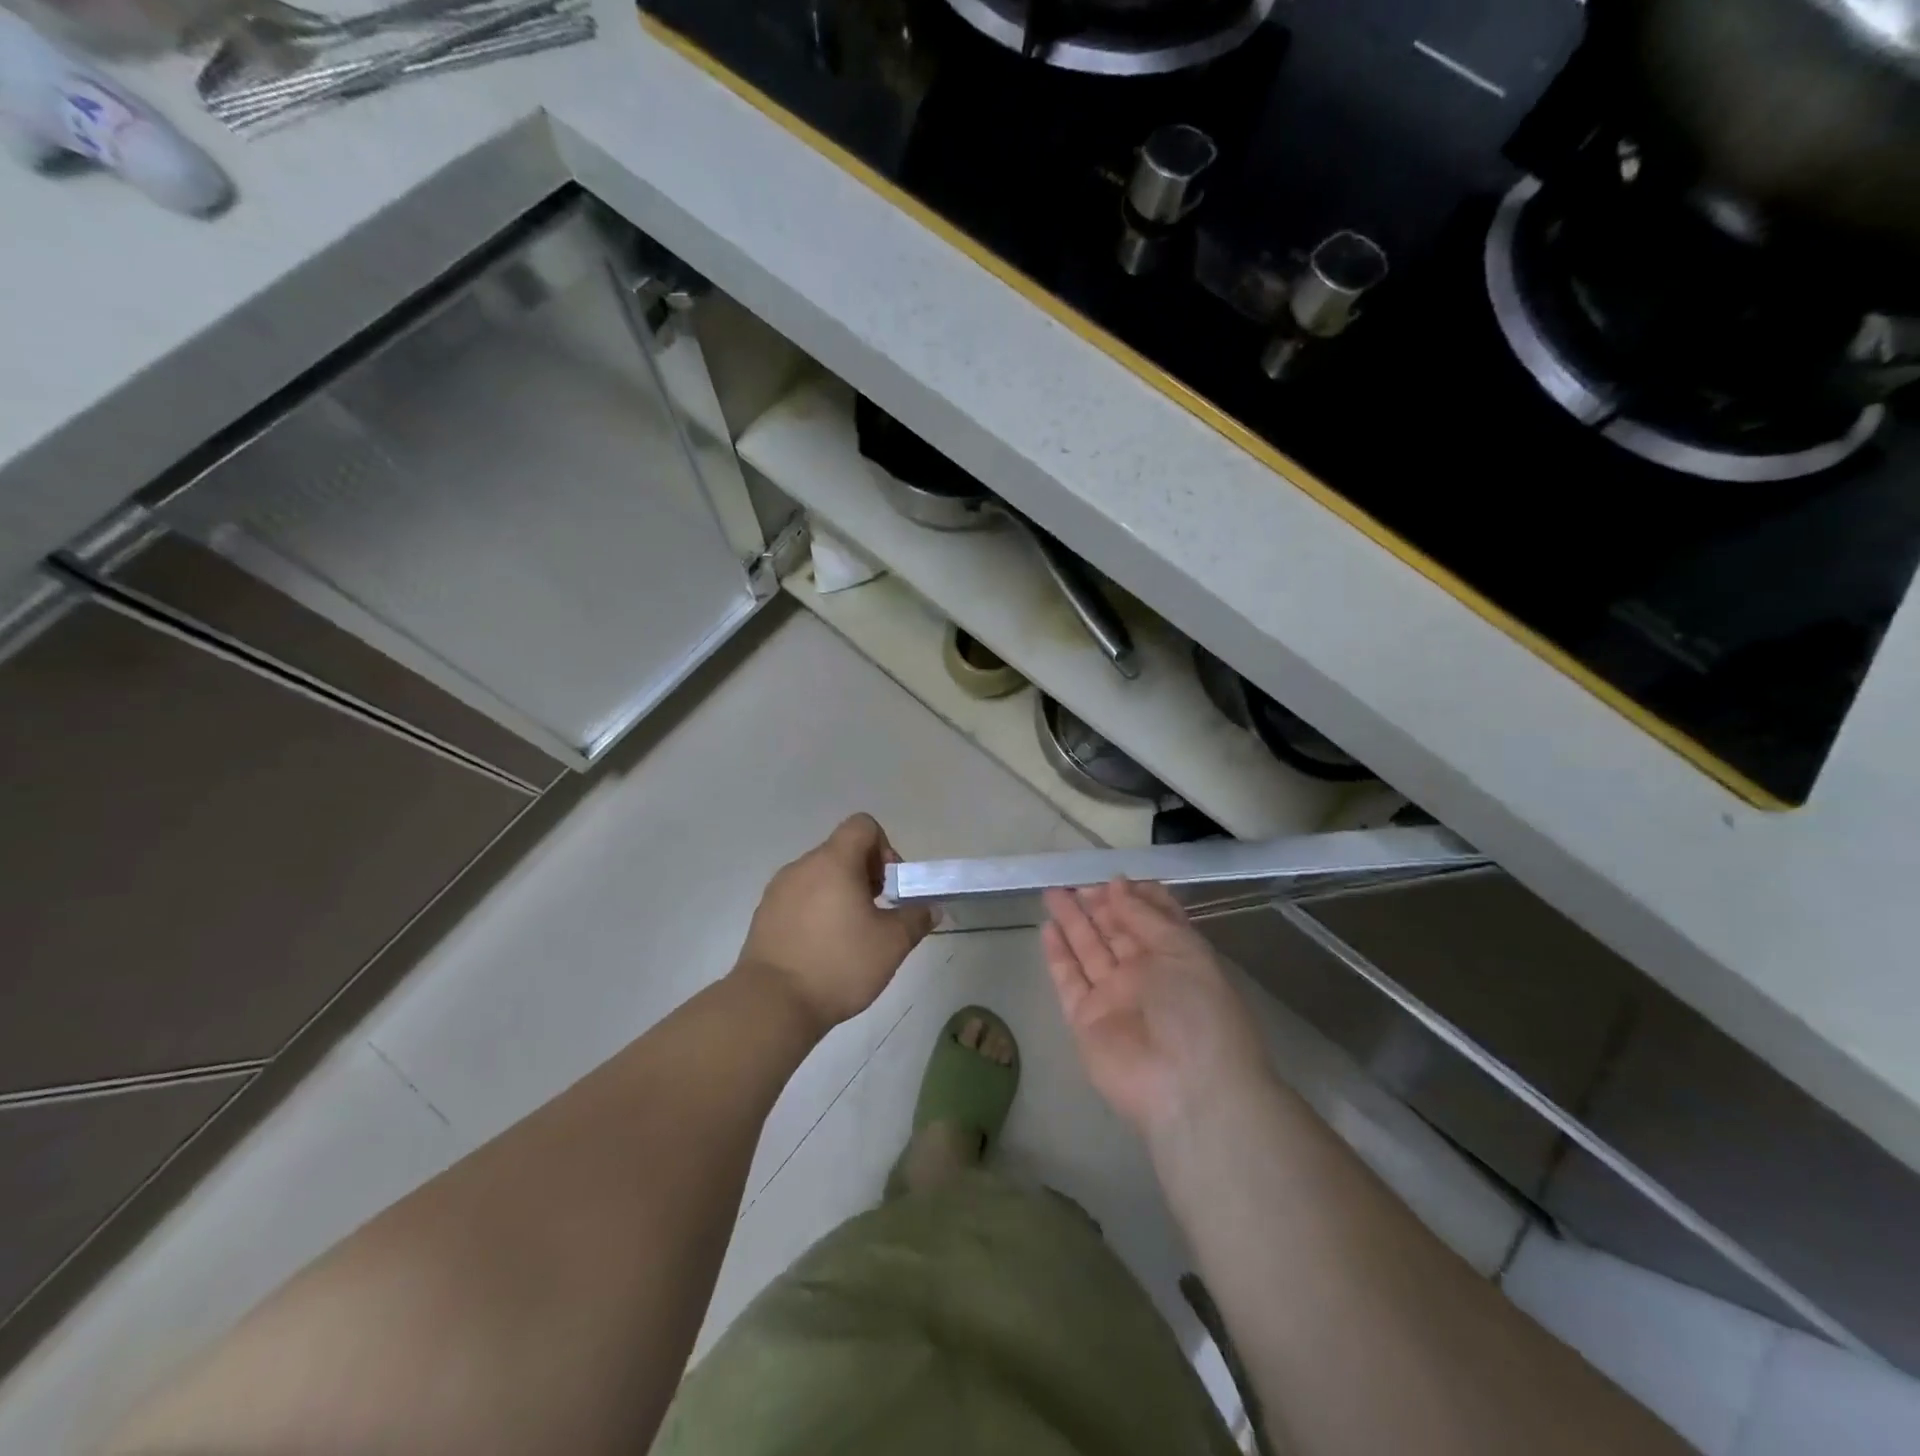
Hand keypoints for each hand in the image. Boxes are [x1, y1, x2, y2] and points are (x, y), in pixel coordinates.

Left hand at [735, 814, 934, 1033]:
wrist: (772, 1004)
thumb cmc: (839, 964)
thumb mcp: (892, 944)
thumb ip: (916, 919)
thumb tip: (930, 907)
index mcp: (834, 861)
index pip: (862, 825)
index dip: (884, 847)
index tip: (888, 886)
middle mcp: (803, 866)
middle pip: (841, 851)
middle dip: (865, 875)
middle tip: (876, 914)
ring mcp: (779, 889)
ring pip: (820, 876)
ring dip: (840, 893)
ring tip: (850, 935)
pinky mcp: (764, 914)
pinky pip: (799, 898)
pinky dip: (816, 911)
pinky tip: (823, 948)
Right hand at [1042, 878, 1271, 1135]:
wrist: (1187, 1089)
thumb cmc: (1197, 1011)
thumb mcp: (1182, 951)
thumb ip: (1145, 916)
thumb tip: (1116, 885)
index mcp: (1177, 957)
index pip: (1152, 919)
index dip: (1133, 897)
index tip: (1112, 877)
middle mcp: (1145, 975)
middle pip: (1116, 931)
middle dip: (1097, 904)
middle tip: (1074, 880)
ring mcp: (1114, 997)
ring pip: (1088, 951)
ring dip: (1072, 921)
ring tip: (1052, 892)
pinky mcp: (1085, 1019)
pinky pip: (1069, 980)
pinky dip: (1058, 955)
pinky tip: (1048, 928)